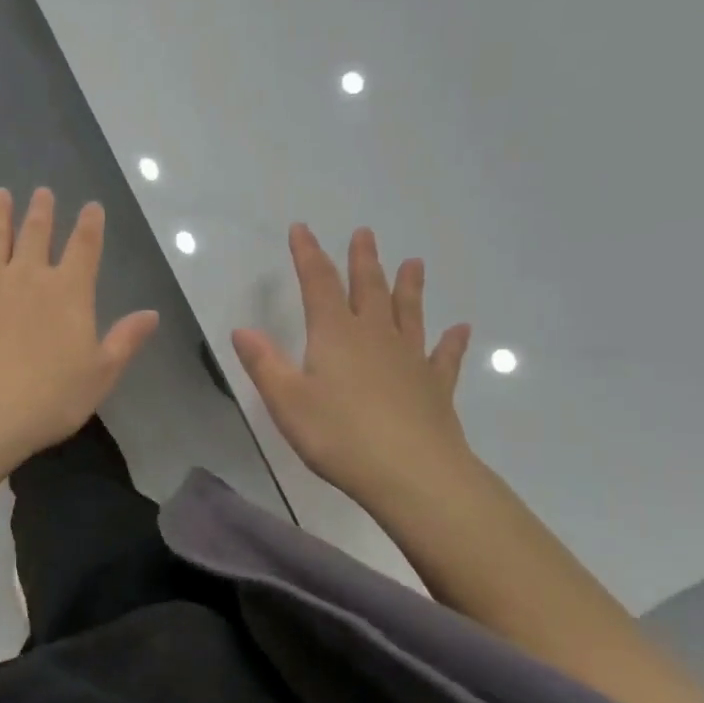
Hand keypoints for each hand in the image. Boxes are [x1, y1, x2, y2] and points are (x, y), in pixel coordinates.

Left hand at [0, 187, 158, 467]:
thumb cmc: (49, 398)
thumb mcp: (100, 374)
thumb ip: (125, 340)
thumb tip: (151, 314)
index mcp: (68, 292)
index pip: (84, 248)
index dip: (90, 225)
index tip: (91, 206)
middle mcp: (28, 278)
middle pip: (36, 235)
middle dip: (42, 212)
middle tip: (42, 191)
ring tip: (0, 194)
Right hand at [232, 225, 473, 515]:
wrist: (412, 474)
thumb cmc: (339, 435)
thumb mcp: (287, 400)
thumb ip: (264, 363)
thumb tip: (242, 329)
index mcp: (335, 334)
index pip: (318, 283)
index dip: (308, 254)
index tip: (302, 229)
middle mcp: (375, 336)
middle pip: (369, 289)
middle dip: (362, 260)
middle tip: (365, 233)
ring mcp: (410, 359)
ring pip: (409, 313)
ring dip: (409, 287)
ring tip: (414, 263)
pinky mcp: (435, 387)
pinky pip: (444, 357)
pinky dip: (452, 342)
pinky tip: (461, 329)